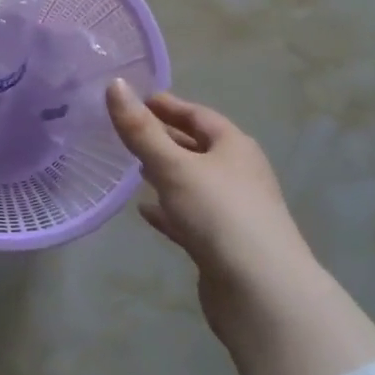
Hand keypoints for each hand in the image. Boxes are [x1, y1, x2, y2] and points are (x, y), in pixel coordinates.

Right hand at [106, 80, 374, 374]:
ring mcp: (232, 210)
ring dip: (166, 173)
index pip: (198, 115)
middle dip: (165, 138)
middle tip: (127, 131)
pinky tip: (145, 211)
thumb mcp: (173, 166)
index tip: (135, 98)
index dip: (167, 105)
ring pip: (192, 182)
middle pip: (197, 147)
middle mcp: (238, 173)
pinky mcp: (222, 243)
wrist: (260, 291)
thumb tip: (114, 83)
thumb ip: (140, 129)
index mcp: (234, 146)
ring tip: (132, 168)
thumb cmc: (218, 214)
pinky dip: (168, 210)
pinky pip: (189, 216)